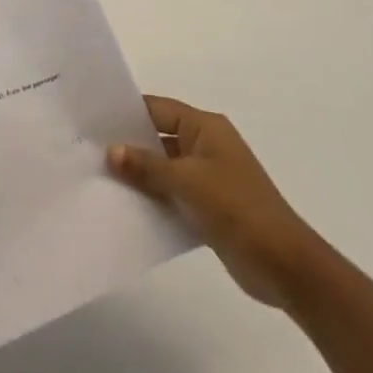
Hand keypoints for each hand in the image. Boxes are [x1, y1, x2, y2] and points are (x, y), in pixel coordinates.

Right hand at [108, 94, 321, 312]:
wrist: (284, 264)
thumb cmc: (237, 208)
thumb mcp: (187, 181)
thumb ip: (147, 166)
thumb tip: (111, 150)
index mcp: (205, 128)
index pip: (159, 109)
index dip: (129, 113)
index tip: (94, 120)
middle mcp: (206, 146)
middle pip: (160, 137)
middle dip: (129, 146)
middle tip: (89, 151)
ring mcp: (209, 177)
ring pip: (165, 168)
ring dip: (140, 176)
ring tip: (100, 180)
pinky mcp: (209, 207)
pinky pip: (174, 194)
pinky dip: (154, 198)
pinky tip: (127, 207)